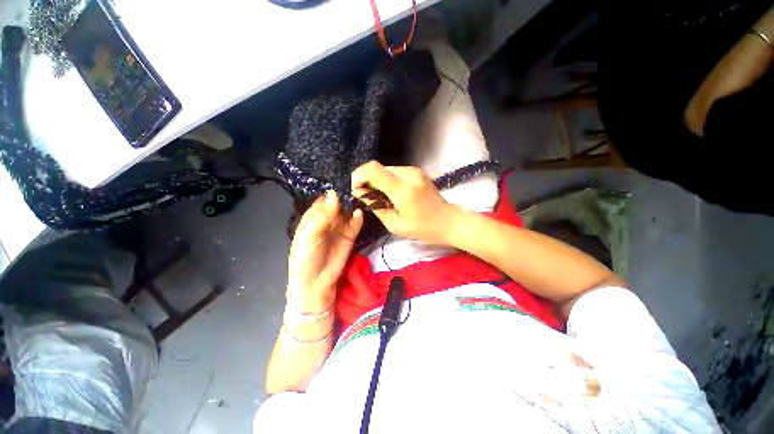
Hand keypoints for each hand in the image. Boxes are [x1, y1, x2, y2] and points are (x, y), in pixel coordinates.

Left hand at [287, 191, 362, 313]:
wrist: (317, 282)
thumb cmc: (306, 257)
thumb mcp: (310, 235)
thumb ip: (323, 215)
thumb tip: (334, 194)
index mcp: (312, 217)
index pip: (322, 199)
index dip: (331, 191)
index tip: (341, 179)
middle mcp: (327, 219)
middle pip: (337, 203)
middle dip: (345, 195)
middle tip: (355, 184)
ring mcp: (339, 227)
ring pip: (347, 211)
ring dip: (353, 204)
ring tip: (361, 194)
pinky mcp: (350, 235)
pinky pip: (355, 223)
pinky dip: (358, 217)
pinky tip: (359, 213)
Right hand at [351, 161, 460, 244]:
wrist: (449, 221)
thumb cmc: (424, 228)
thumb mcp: (396, 225)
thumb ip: (376, 207)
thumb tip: (360, 194)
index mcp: (403, 189)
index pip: (373, 170)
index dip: (359, 176)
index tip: (357, 190)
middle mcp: (408, 174)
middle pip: (377, 168)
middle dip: (367, 180)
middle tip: (367, 198)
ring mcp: (414, 171)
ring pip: (385, 169)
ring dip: (377, 181)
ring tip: (381, 198)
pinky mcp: (416, 171)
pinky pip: (394, 172)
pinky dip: (387, 181)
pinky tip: (391, 194)